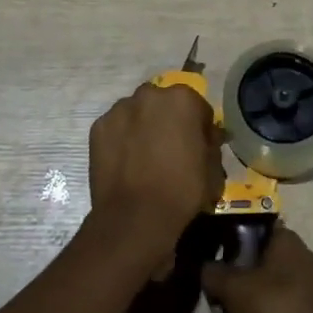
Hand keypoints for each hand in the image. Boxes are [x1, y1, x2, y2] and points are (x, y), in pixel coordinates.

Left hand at [87, 82, 223, 268]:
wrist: (135, 218)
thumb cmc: (182, 191)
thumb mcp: (213, 170)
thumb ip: (211, 145)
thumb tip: (208, 138)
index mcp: (182, 99)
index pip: (197, 108)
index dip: (199, 128)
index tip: (197, 147)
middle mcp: (150, 94)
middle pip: (163, 103)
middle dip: (168, 120)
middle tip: (170, 149)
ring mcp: (120, 109)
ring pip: (137, 112)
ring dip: (143, 126)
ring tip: (143, 156)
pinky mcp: (98, 127)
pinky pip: (116, 128)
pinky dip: (121, 139)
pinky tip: (125, 162)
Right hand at [202, 225, 312, 312]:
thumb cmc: (276, 305)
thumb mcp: (234, 287)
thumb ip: (214, 274)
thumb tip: (206, 268)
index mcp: (285, 241)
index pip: (255, 231)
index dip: (232, 243)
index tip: (215, 261)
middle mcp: (296, 262)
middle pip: (254, 270)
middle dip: (233, 291)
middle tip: (217, 307)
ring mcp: (302, 294)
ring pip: (260, 300)